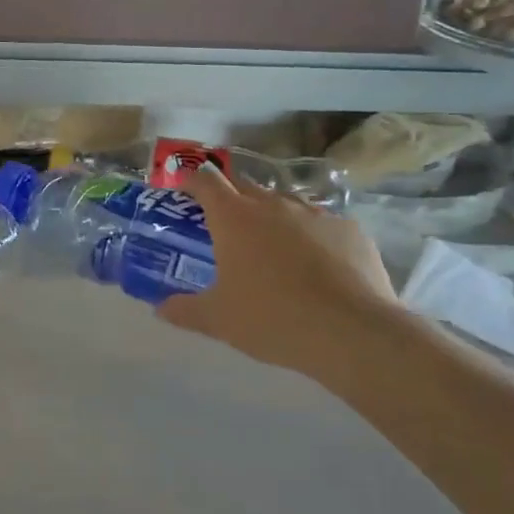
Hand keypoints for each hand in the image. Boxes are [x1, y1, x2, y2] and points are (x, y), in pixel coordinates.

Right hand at [156, 168, 402, 379]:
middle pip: (245, 187)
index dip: (192, 181)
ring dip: (272, 218)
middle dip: (231, 201)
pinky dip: (310, 237)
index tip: (184, 192)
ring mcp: (315, 213)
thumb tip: (160, 309)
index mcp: (234, 217)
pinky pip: (321, 224)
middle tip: (225, 230)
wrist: (353, 332)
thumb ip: (184, 310)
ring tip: (272, 250)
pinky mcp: (350, 229)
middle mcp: (273, 204)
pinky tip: (315, 267)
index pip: (206, 180)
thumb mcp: (218, 320)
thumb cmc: (272, 319)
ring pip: (285, 204)